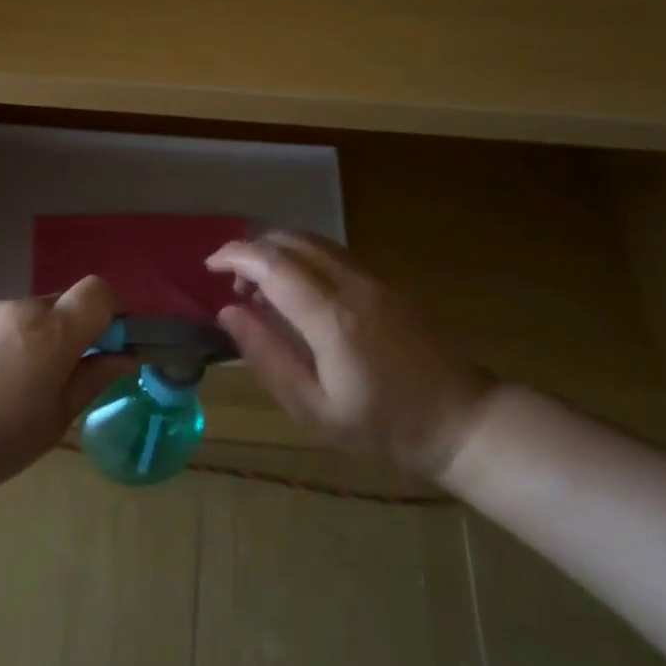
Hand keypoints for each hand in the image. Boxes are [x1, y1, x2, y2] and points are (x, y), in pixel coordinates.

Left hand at [0, 276, 137, 503]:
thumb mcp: (52, 423)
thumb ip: (91, 381)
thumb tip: (125, 357)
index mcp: (51, 333)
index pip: (100, 291)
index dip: (111, 313)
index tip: (104, 349)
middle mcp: (19, 308)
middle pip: (61, 306)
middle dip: (67, 336)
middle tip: (50, 385)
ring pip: (24, 317)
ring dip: (29, 342)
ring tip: (0, 392)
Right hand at [207, 233, 498, 480]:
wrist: (457, 418)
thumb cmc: (380, 425)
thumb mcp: (311, 407)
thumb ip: (266, 356)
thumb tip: (228, 313)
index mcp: (331, 318)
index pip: (272, 265)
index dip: (234, 257)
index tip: (208, 268)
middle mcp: (352, 284)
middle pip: (290, 240)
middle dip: (251, 250)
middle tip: (230, 284)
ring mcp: (373, 278)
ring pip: (312, 240)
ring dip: (275, 252)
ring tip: (258, 289)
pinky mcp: (384, 281)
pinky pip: (331, 252)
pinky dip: (300, 257)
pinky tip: (293, 291)